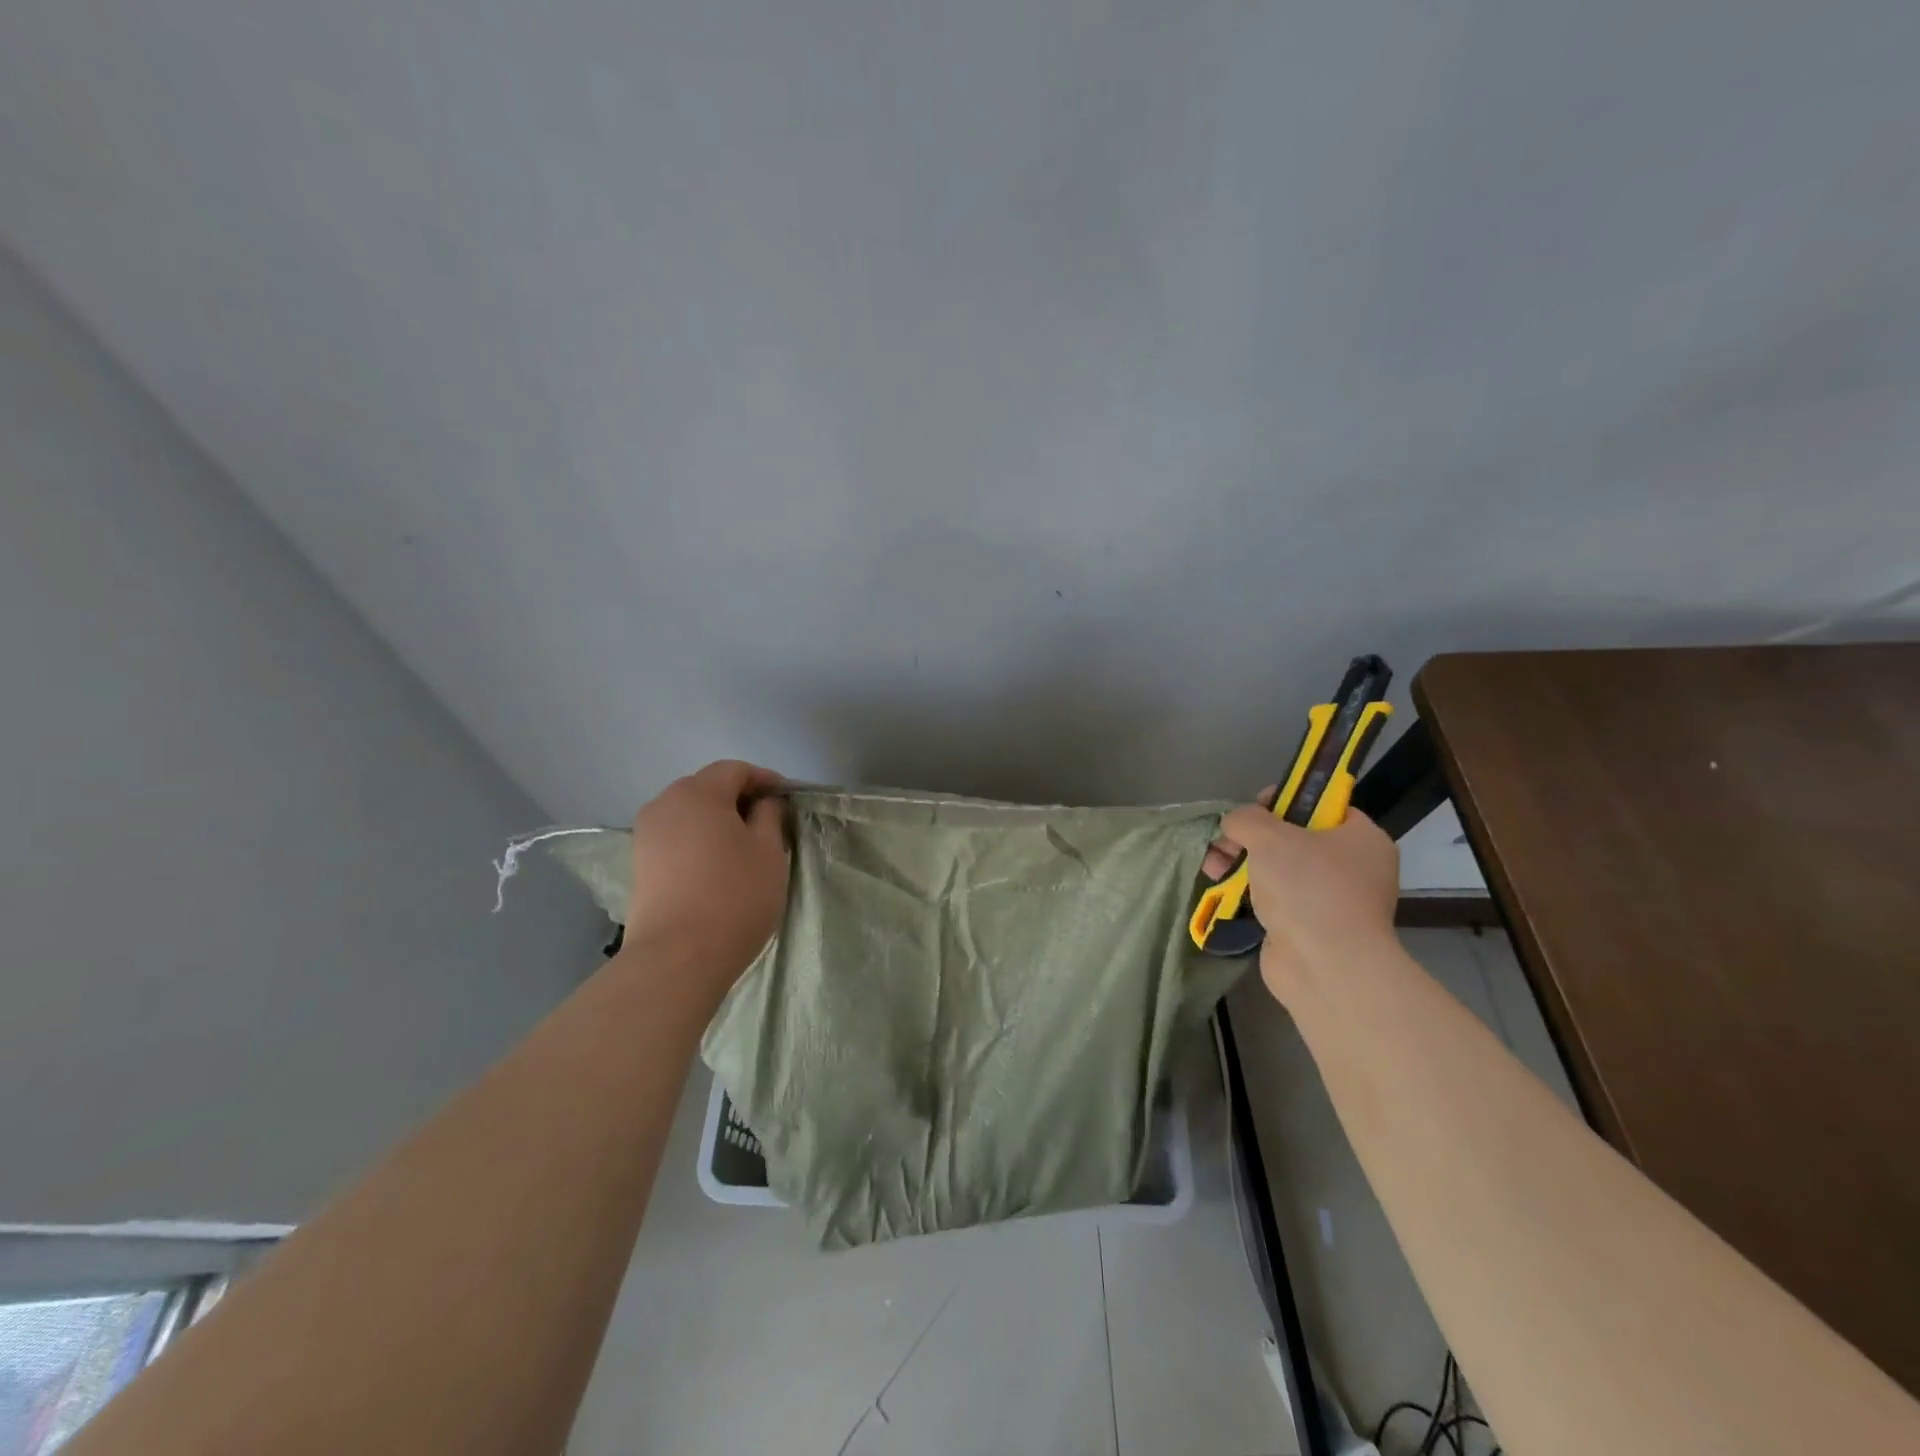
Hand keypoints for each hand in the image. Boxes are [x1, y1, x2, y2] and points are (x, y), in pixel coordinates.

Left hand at [622, 760, 789, 996]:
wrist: (677, 957)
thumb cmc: (734, 895)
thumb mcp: (769, 852)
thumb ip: (769, 816)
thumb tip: (764, 803)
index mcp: (698, 792)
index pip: (735, 770)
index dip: (765, 780)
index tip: (787, 799)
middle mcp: (665, 803)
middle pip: (707, 788)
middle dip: (739, 798)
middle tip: (769, 822)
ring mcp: (646, 834)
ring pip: (689, 813)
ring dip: (717, 821)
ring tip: (744, 846)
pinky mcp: (640, 864)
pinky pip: (676, 837)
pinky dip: (699, 840)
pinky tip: (717, 865)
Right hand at [1204, 791, 1399, 1000]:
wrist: (1324, 965)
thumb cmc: (1308, 888)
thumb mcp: (1271, 837)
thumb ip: (1247, 819)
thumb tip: (1234, 822)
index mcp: (1361, 839)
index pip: (1323, 806)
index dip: (1286, 799)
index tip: (1254, 807)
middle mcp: (1353, 868)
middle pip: (1294, 838)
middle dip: (1252, 837)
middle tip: (1225, 840)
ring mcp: (1331, 901)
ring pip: (1280, 870)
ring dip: (1242, 863)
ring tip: (1212, 867)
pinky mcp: (1309, 928)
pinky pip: (1275, 899)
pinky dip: (1249, 893)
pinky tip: (1221, 889)